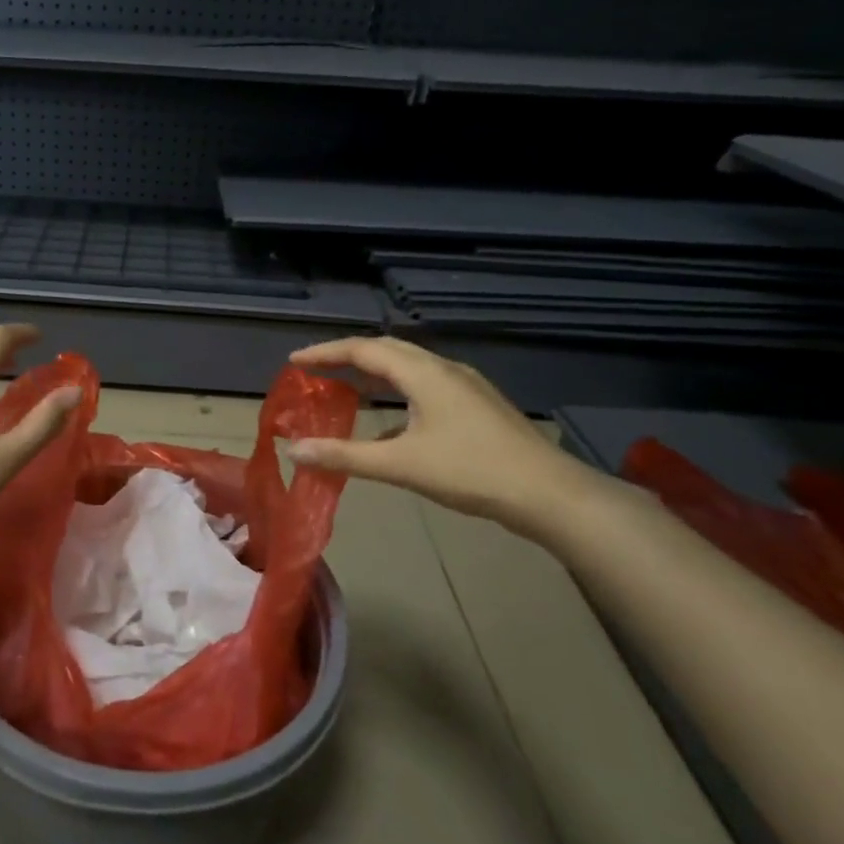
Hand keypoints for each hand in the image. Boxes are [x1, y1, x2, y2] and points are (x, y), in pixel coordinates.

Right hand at [287, 336, 607, 535]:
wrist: (549, 494)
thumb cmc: (471, 472)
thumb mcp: (401, 465)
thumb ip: (345, 456)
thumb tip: (294, 450)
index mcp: (424, 373)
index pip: (364, 350)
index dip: (326, 353)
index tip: (295, 363)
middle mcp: (444, 370)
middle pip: (387, 350)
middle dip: (348, 357)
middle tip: (315, 370)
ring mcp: (465, 387)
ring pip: (409, 368)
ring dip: (374, 374)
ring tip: (346, 388)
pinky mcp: (477, 406)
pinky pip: (425, 387)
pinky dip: (397, 394)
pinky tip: (390, 424)